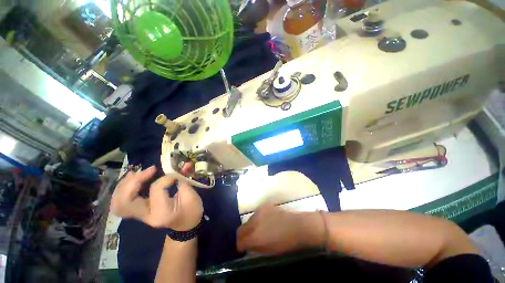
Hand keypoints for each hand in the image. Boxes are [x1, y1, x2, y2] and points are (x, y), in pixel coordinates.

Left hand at [110, 166, 202, 230]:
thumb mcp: (192, 196)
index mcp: (162, 213)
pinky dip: (123, 189)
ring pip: (118, 203)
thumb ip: (183, 180)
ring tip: (137, 173)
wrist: (186, 225)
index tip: (176, 175)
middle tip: (148, 170)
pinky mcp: (138, 211)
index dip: (165, 178)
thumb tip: (181, 166)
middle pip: (125, 201)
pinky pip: (121, 202)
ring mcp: (139, 215)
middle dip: (134, 181)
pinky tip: (133, 179)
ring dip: (125, 185)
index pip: (156, 190)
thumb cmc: (192, 210)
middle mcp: (146, 216)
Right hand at [236, 204, 323, 254]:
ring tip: (259, 229)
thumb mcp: (269, 251)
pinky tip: (265, 221)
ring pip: (249, 220)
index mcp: (255, 236)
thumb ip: (255, 247)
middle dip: (243, 235)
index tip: (243, 248)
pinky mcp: (264, 206)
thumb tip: (248, 245)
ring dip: (250, 226)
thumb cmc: (285, 243)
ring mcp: (259, 212)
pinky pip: (256, 213)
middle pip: (241, 228)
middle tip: (248, 239)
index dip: (240, 245)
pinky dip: (257, 219)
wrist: (298, 226)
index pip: (240, 240)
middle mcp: (254, 222)